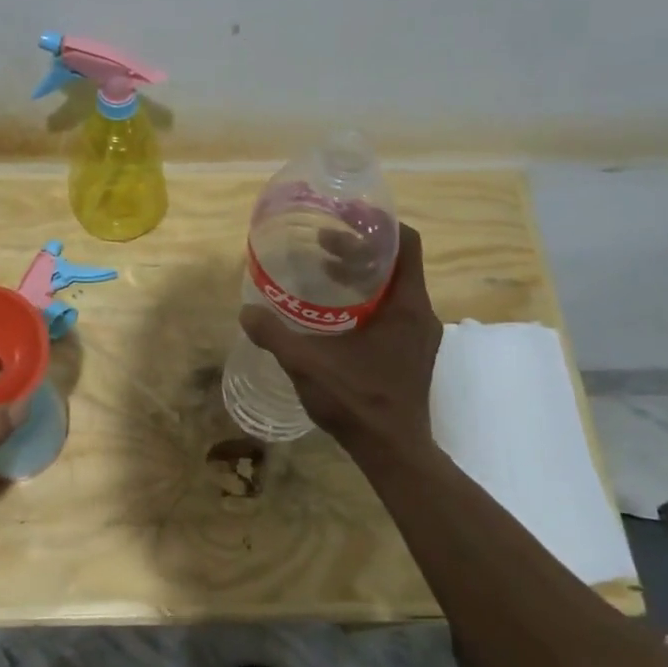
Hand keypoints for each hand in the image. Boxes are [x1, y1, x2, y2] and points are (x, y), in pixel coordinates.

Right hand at [240, 223, 442, 456]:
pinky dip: (368, 297)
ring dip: (363, 272)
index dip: (379, 223)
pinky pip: (394, 308)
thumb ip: (275, 335)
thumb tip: (246, 312)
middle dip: (361, 246)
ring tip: (326, 269)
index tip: (347, 214)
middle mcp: (421, 313)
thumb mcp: (308, 365)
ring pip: (395, 286)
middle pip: (397, 262)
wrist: (394, 452)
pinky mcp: (413, 351)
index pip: (406, 243)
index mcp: (406, 306)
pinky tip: (336, 311)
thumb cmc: (358, 402)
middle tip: (324, 242)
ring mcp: (420, 334)